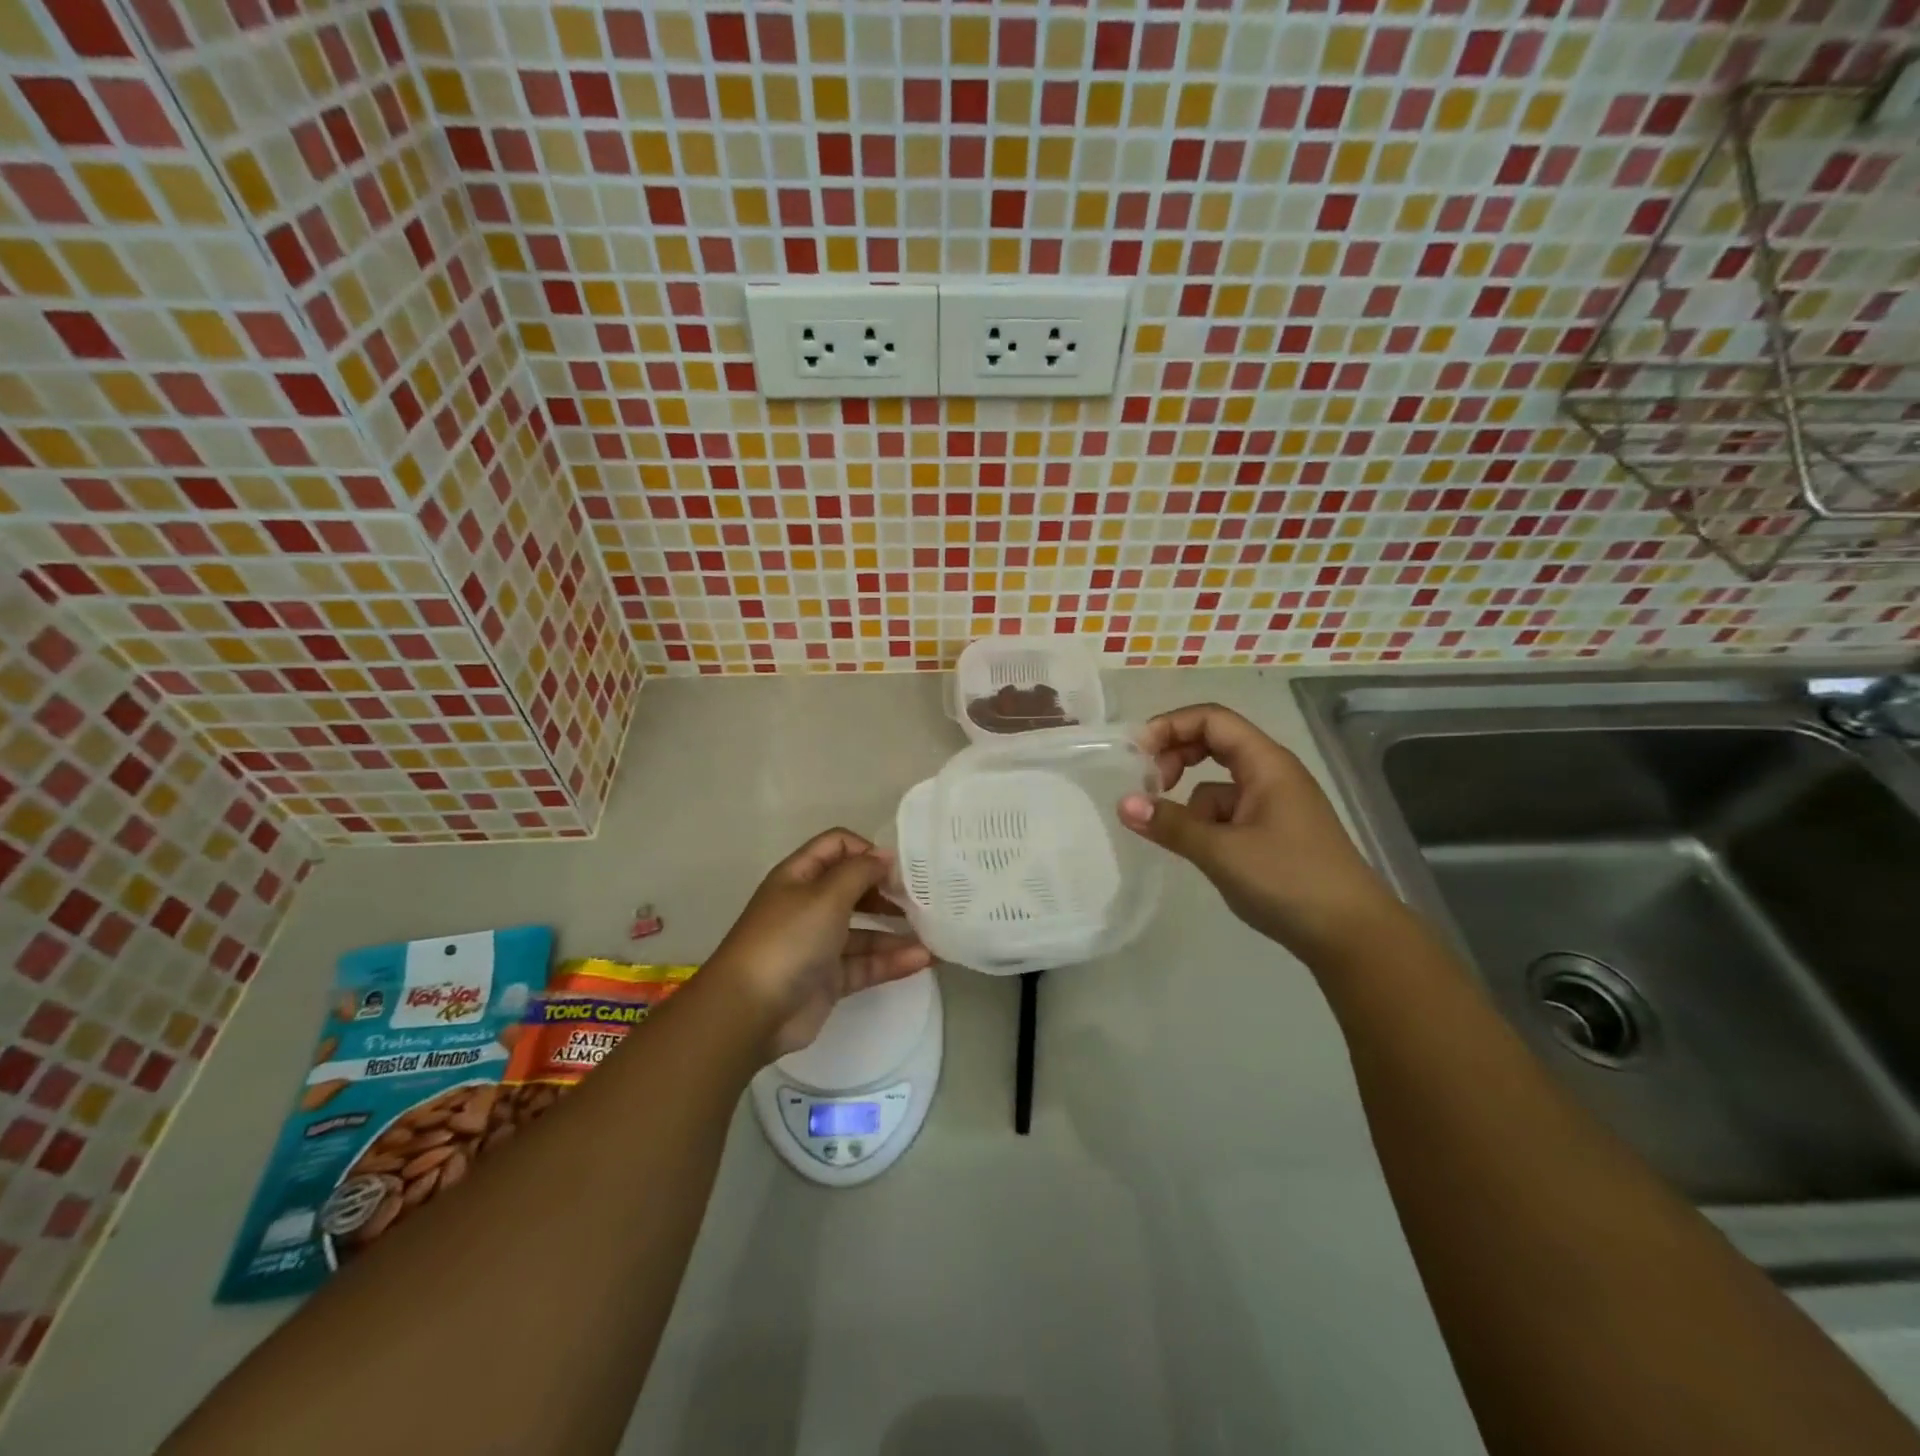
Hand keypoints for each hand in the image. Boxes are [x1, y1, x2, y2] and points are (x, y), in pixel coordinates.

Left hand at [704, 828, 931, 1061]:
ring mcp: (818, 943)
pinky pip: (866, 963)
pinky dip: (892, 961)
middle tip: (922, 899)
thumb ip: (860, 871)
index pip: (838, 846)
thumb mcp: (826, 895)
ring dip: (896, 931)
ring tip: (933, 933)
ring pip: (864, 930)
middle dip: (887, 891)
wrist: (750, 1011)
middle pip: (854, 888)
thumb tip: (885, 856)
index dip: (868, 851)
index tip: (899, 869)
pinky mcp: (829, 978)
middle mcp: (809, 905)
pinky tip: (923, 960)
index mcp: (800, 876)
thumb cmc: (788, 940)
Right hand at [1117, 704, 1401, 962]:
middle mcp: (1271, 774)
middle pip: (1213, 743)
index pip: (1212, 719)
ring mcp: (1273, 805)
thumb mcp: (1222, 851)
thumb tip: (1123, 804)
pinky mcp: (1272, 833)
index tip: (1136, 754)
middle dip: (1175, 757)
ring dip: (1190, 800)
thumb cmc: (1290, 881)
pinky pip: (1228, 814)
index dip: (1170, 726)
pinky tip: (1203, 854)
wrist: (1353, 936)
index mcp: (1266, 763)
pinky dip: (1206, 825)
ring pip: (1217, 784)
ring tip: (1174, 834)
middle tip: (1148, 786)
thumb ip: (1171, 824)